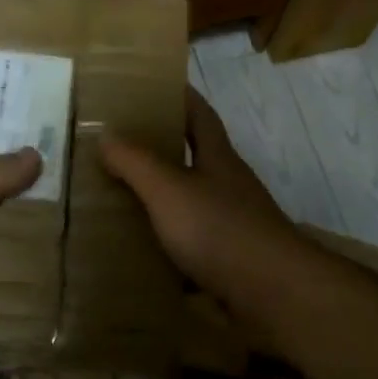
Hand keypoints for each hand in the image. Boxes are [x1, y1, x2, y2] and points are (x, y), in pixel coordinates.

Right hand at [99, 87, 300, 300]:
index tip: (155, 85)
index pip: (200, 115)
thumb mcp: (169, 189)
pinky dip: (167, 245)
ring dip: (161, 200)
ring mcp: (232, 225)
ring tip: (118, 199)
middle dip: (162, 149)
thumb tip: (105, 133)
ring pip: (191, 203)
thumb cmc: (220, 229)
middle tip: (119, 146)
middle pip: (196, 158)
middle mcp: (228, 186)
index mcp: (218, 159)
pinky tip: (141, 252)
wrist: (272, 293)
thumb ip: (136, 162)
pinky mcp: (229, 260)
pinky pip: (191, 245)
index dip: (181, 97)